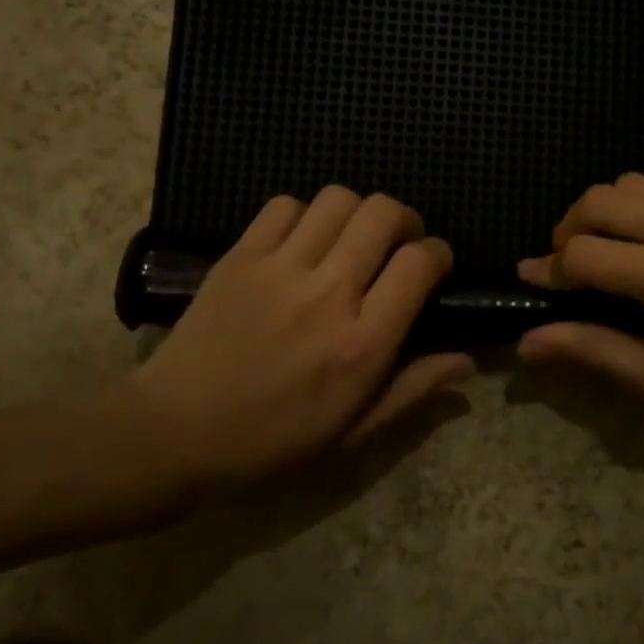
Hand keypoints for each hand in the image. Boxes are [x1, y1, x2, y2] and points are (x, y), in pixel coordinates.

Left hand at [111, 188, 472, 487]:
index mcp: (363, 343)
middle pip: (383, 213)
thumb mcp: (353, 432)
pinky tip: (300, 243)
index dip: (438, 254)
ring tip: (349, 240)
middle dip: (403, 220)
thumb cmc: (272, 444)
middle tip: (396, 245)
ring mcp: (281, 269)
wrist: (175, 434)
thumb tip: (468, 360)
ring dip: (356, 213)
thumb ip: (414, 389)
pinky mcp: (241, 256)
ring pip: (337, 199)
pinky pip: (283, 205)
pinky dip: (303, 214)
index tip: (432, 267)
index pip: (419, 264)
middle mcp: (329, 293)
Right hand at [516, 174, 643, 425]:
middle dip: (568, 230)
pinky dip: (643, 210)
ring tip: (608, 251)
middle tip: (570, 266)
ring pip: (631, 182)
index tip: (535, 283)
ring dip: (604, 213)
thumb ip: (596, 353)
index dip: (550, 270)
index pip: (585, 254)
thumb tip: (527, 342)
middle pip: (599, 200)